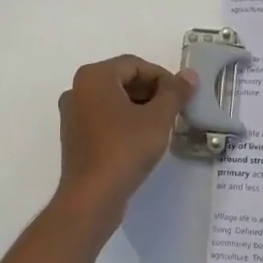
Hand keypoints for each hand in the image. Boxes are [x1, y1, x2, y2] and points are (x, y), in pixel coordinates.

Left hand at [54, 55, 196, 236]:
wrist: (92, 197)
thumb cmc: (125, 149)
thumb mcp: (158, 118)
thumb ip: (175, 92)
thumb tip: (189, 75)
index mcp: (94, 76)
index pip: (135, 65)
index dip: (163, 78)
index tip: (181, 96)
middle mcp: (78, 89)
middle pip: (123, 80)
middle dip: (151, 92)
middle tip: (174, 110)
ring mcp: (73, 114)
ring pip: (113, 100)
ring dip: (140, 107)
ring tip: (162, 125)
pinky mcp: (74, 136)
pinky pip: (104, 118)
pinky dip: (124, 121)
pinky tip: (142, 139)